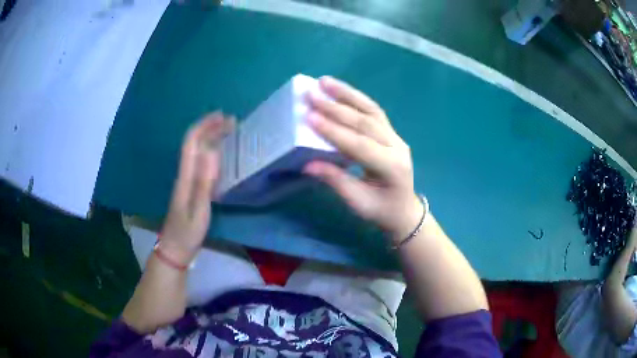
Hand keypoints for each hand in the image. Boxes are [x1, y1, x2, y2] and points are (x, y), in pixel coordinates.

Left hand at [160, 112, 233, 262]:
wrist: (174, 249)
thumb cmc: (187, 232)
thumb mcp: (199, 210)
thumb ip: (204, 182)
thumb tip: (212, 152)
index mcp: (186, 176)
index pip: (191, 142)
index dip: (205, 126)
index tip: (223, 117)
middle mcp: (184, 173)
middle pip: (194, 143)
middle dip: (210, 127)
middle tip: (231, 121)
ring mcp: (186, 180)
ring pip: (196, 150)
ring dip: (210, 136)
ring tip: (227, 131)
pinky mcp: (190, 187)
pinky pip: (199, 161)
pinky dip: (210, 150)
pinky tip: (220, 153)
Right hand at [304, 76, 422, 242]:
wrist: (404, 210)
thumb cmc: (381, 211)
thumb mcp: (358, 202)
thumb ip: (335, 181)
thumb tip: (307, 164)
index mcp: (391, 167)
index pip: (360, 145)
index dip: (334, 131)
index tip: (310, 117)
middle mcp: (397, 146)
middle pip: (365, 122)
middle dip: (336, 108)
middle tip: (311, 94)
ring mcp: (396, 136)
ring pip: (371, 110)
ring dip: (347, 94)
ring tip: (325, 81)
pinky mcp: (391, 132)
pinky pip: (373, 111)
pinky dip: (356, 98)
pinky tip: (340, 90)